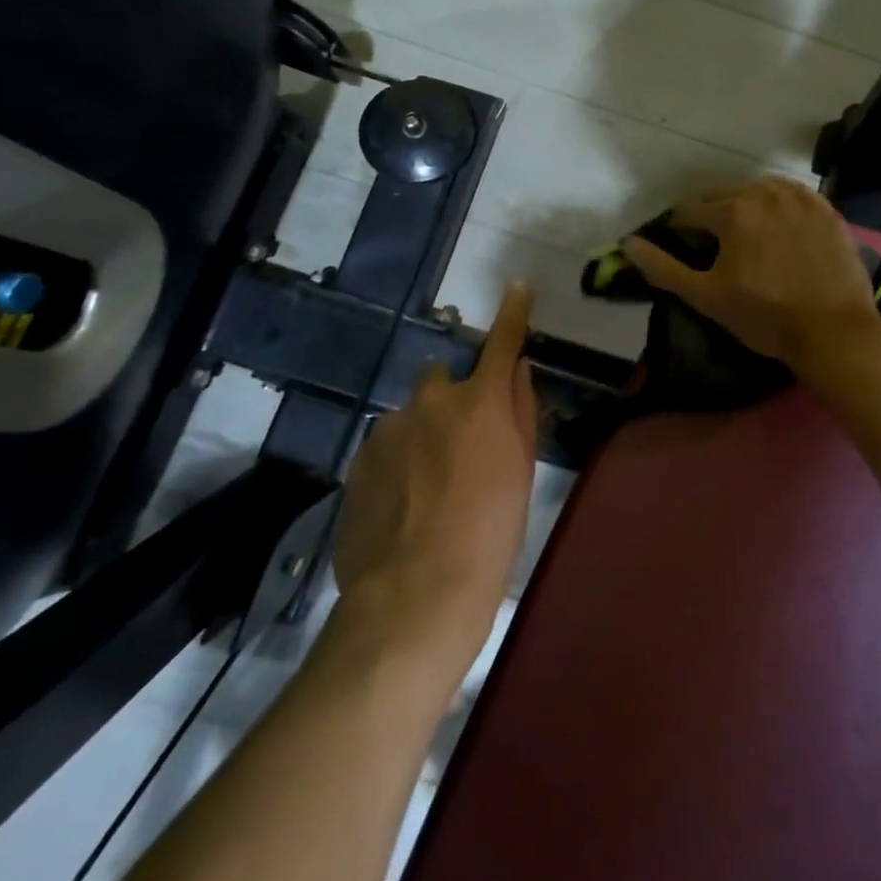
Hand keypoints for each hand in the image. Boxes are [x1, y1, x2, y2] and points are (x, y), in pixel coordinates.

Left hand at [325, 282, 535, 676]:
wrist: (416, 591)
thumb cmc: (491, 532)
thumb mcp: (521, 470)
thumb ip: (521, 410)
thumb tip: (518, 370)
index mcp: (480, 401)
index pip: (502, 344)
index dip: (513, 315)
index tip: (517, 288)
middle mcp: (431, 400)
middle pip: (444, 381)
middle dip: (454, 400)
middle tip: (464, 450)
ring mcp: (388, 429)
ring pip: (411, 416)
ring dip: (423, 435)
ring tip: (429, 490)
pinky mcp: (359, 459)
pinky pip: (386, 446)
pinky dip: (398, 462)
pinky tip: (403, 505)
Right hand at [624, 177, 880, 375]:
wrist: (834, 330)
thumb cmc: (765, 317)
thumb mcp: (707, 297)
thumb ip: (663, 268)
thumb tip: (628, 244)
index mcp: (731, 211)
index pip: (688, 211)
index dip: (678, 230)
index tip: (682, 248)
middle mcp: (764, 192)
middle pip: (723, 194)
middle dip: (710, 214)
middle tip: (713, 243)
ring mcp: (800, 197)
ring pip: (758, 189)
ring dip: (744, 204)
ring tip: (746, 232)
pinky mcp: (826, 208)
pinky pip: (792, 194)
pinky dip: (778, 204)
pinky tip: (779, 224)